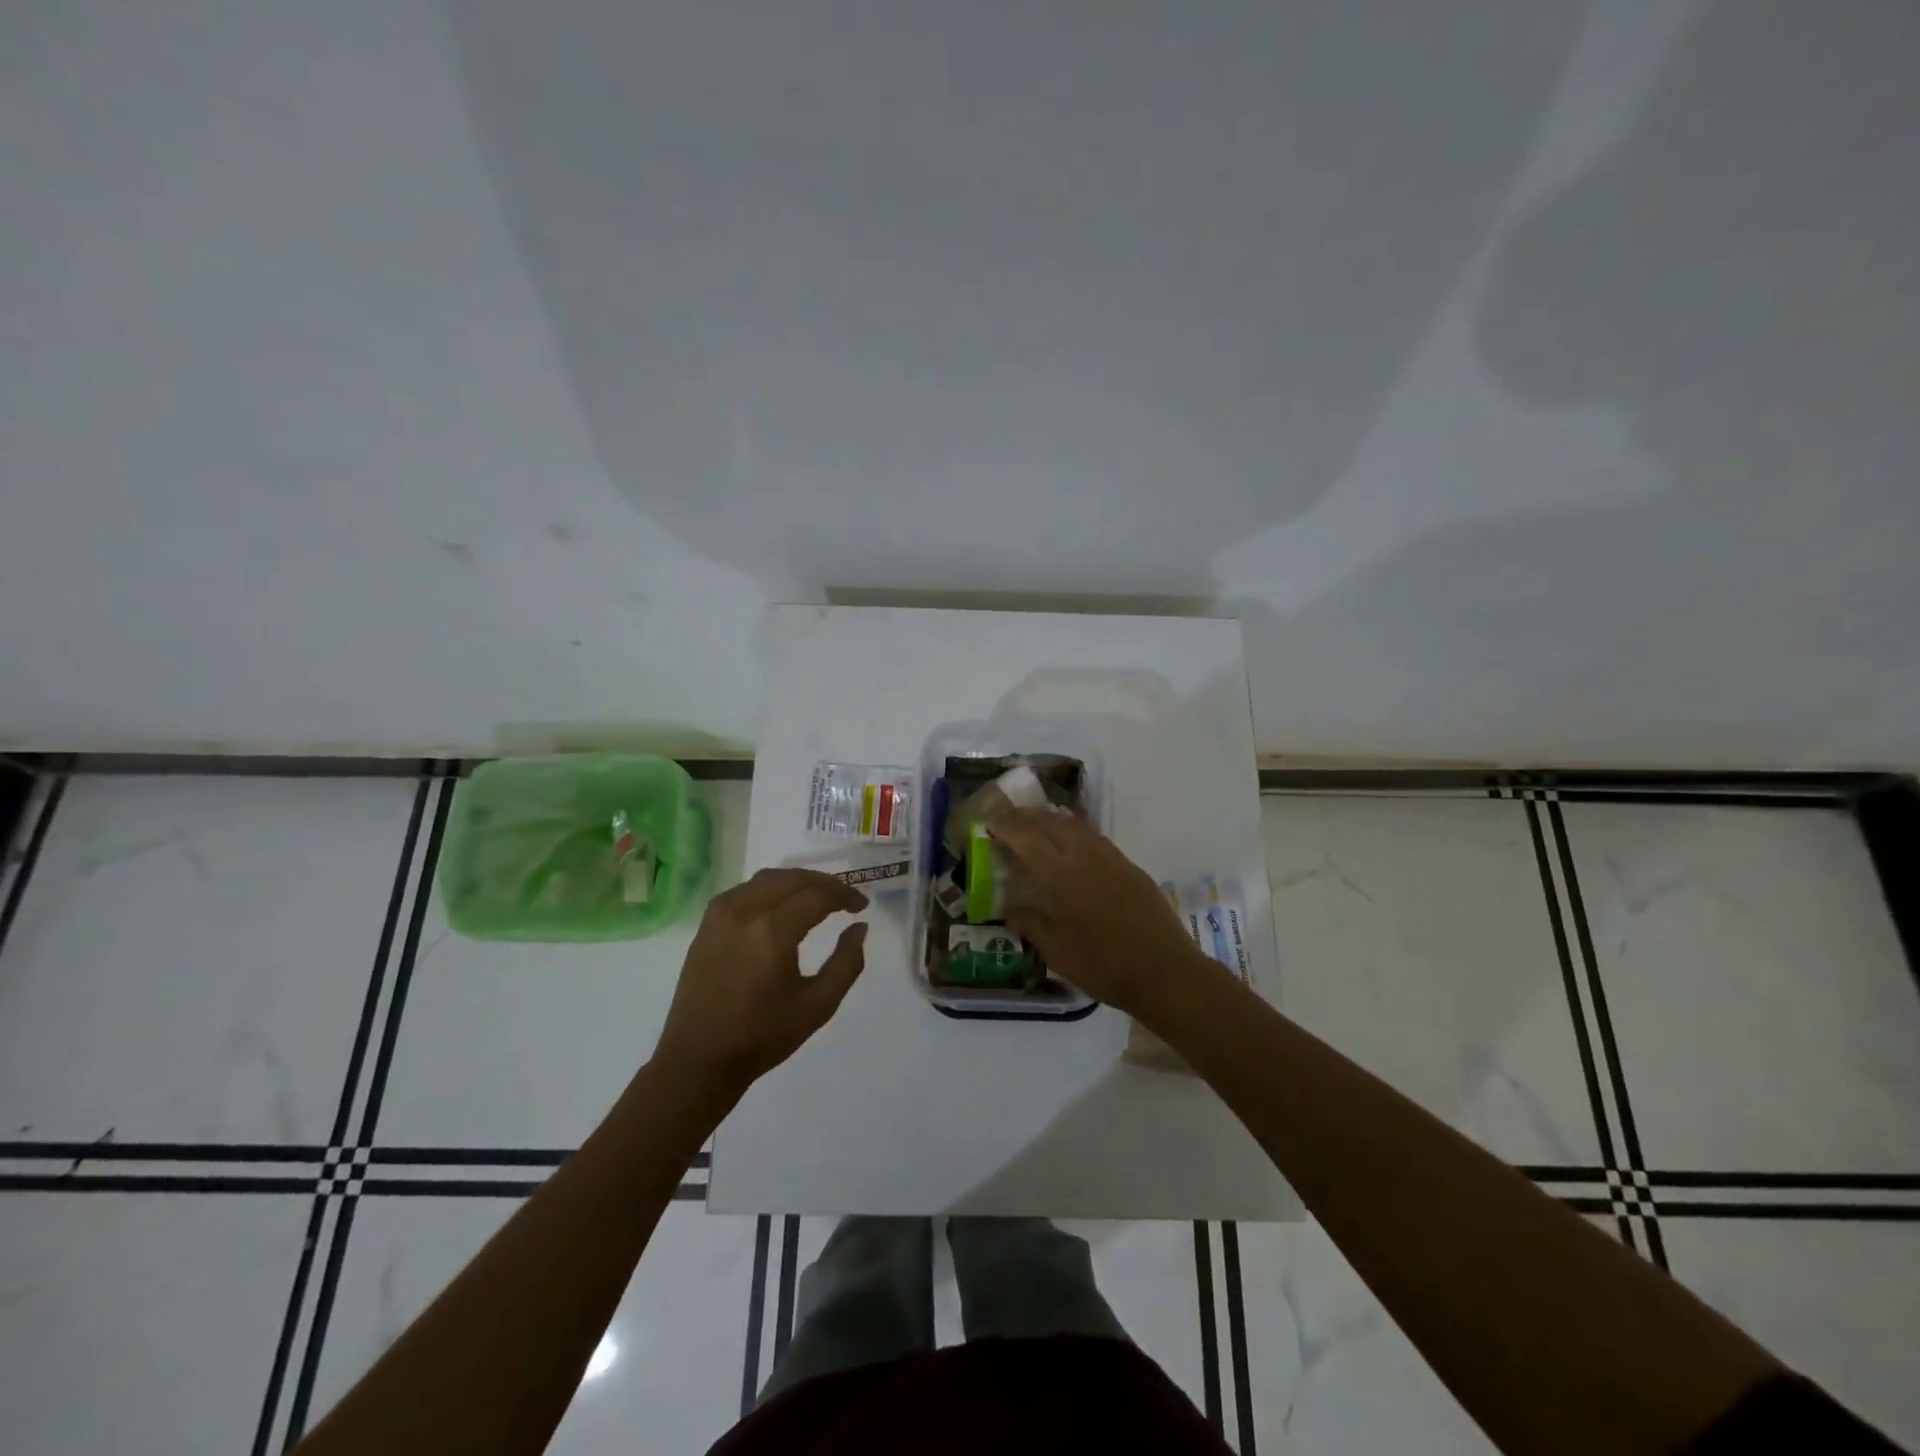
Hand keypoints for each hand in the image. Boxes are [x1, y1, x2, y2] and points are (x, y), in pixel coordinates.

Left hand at [655, 868, 868, 1099]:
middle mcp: (745, 911)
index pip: (818, 895)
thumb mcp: (818, 1006)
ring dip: (797, 881)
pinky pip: (744, 889)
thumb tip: (859, 928)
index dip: (845, 895)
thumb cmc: (762, 1036)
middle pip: (793, 879)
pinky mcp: (707, 923)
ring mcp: (721, 914)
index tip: (861, 906)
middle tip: (845, 899)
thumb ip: (847, 963)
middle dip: (824, 883)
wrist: (699, 1060)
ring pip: (768, 878)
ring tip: (817, 897)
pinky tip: (780, 904)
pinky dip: (769, 888)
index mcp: (773, 931)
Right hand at [989, 809, 1221, 1021]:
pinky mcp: (1130, 867)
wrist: (1165, 972)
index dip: (1005, 827)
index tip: (988, 822)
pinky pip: (1095, 837)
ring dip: (1051, 819)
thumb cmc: (1104, 965)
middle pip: (1051, 823)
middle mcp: (1086, 856)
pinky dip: (1075, 832)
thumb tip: (1009, 907)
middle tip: (1007, 819)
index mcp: (1062, 874)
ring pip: (1076, 825)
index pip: (1026, 838)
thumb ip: (1030, 923)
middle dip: (1026, 817)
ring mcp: (1112, 858)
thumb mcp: (1056, 951)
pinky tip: (1072, 844)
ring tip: (1036, 824)